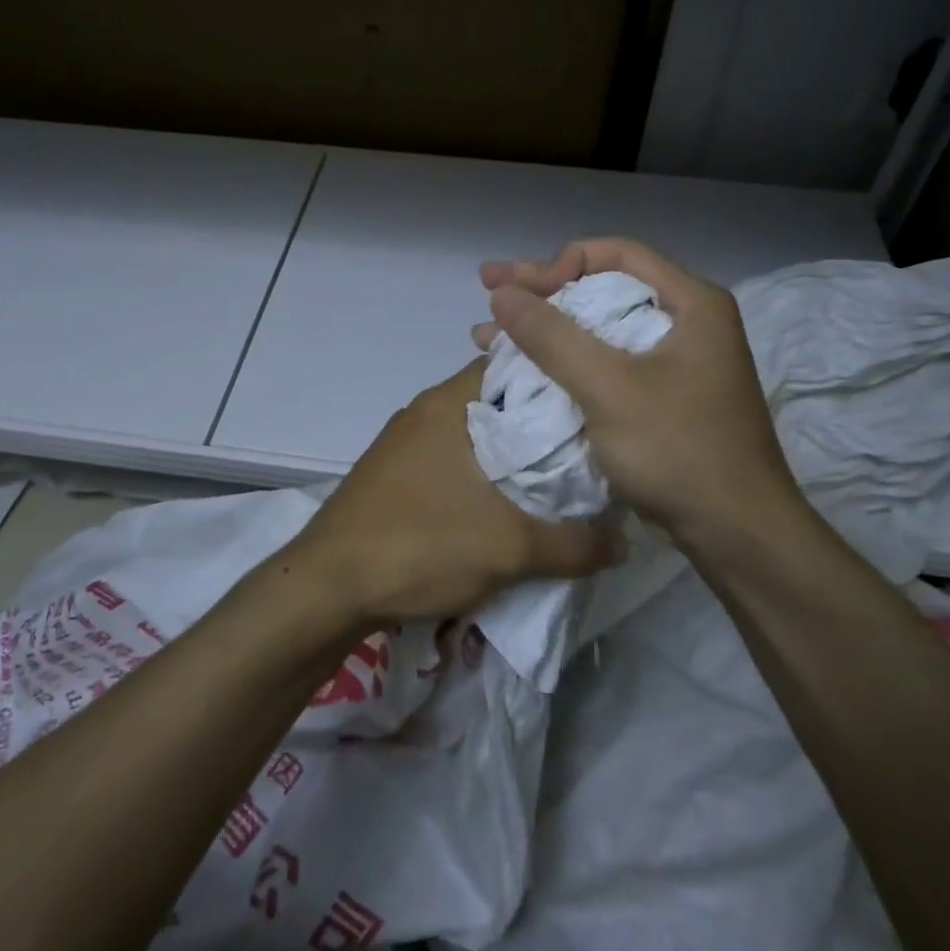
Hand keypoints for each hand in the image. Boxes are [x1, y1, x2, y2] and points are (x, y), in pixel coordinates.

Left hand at [287, 361, 614, 624]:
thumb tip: (622, 542)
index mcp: (449, 403)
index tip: (594, 398)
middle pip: (495, 400)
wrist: (327, 586)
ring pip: (471, 432)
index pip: (513, 364)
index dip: (556, 377)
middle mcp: (424, 410)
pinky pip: (448, 457)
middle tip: (586, 445)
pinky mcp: (391, 472)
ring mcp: (402, 441)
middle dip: (538, 422)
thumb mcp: (510, 549)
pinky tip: (501, 503)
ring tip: (553, 477)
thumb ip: (575, 544)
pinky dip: (478, 471)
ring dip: (507, 451)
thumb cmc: (420, 545)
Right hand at [474, 237, 809, 548]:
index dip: (559, 262)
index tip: (519, 288)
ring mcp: (675, 362)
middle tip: (489, 290)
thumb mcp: (608, 387)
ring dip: (544, 330)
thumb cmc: (678, 449)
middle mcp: (686, 322)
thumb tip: (502, 293)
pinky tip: (522, 371)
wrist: (736, 533)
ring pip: (598, 328)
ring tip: (487, 334)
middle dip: (541, 292)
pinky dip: (563, 362)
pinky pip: (604, 362)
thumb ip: (552, 336)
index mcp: (690, 303)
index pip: (615, 254)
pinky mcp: (662, 396)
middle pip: (603, 288)